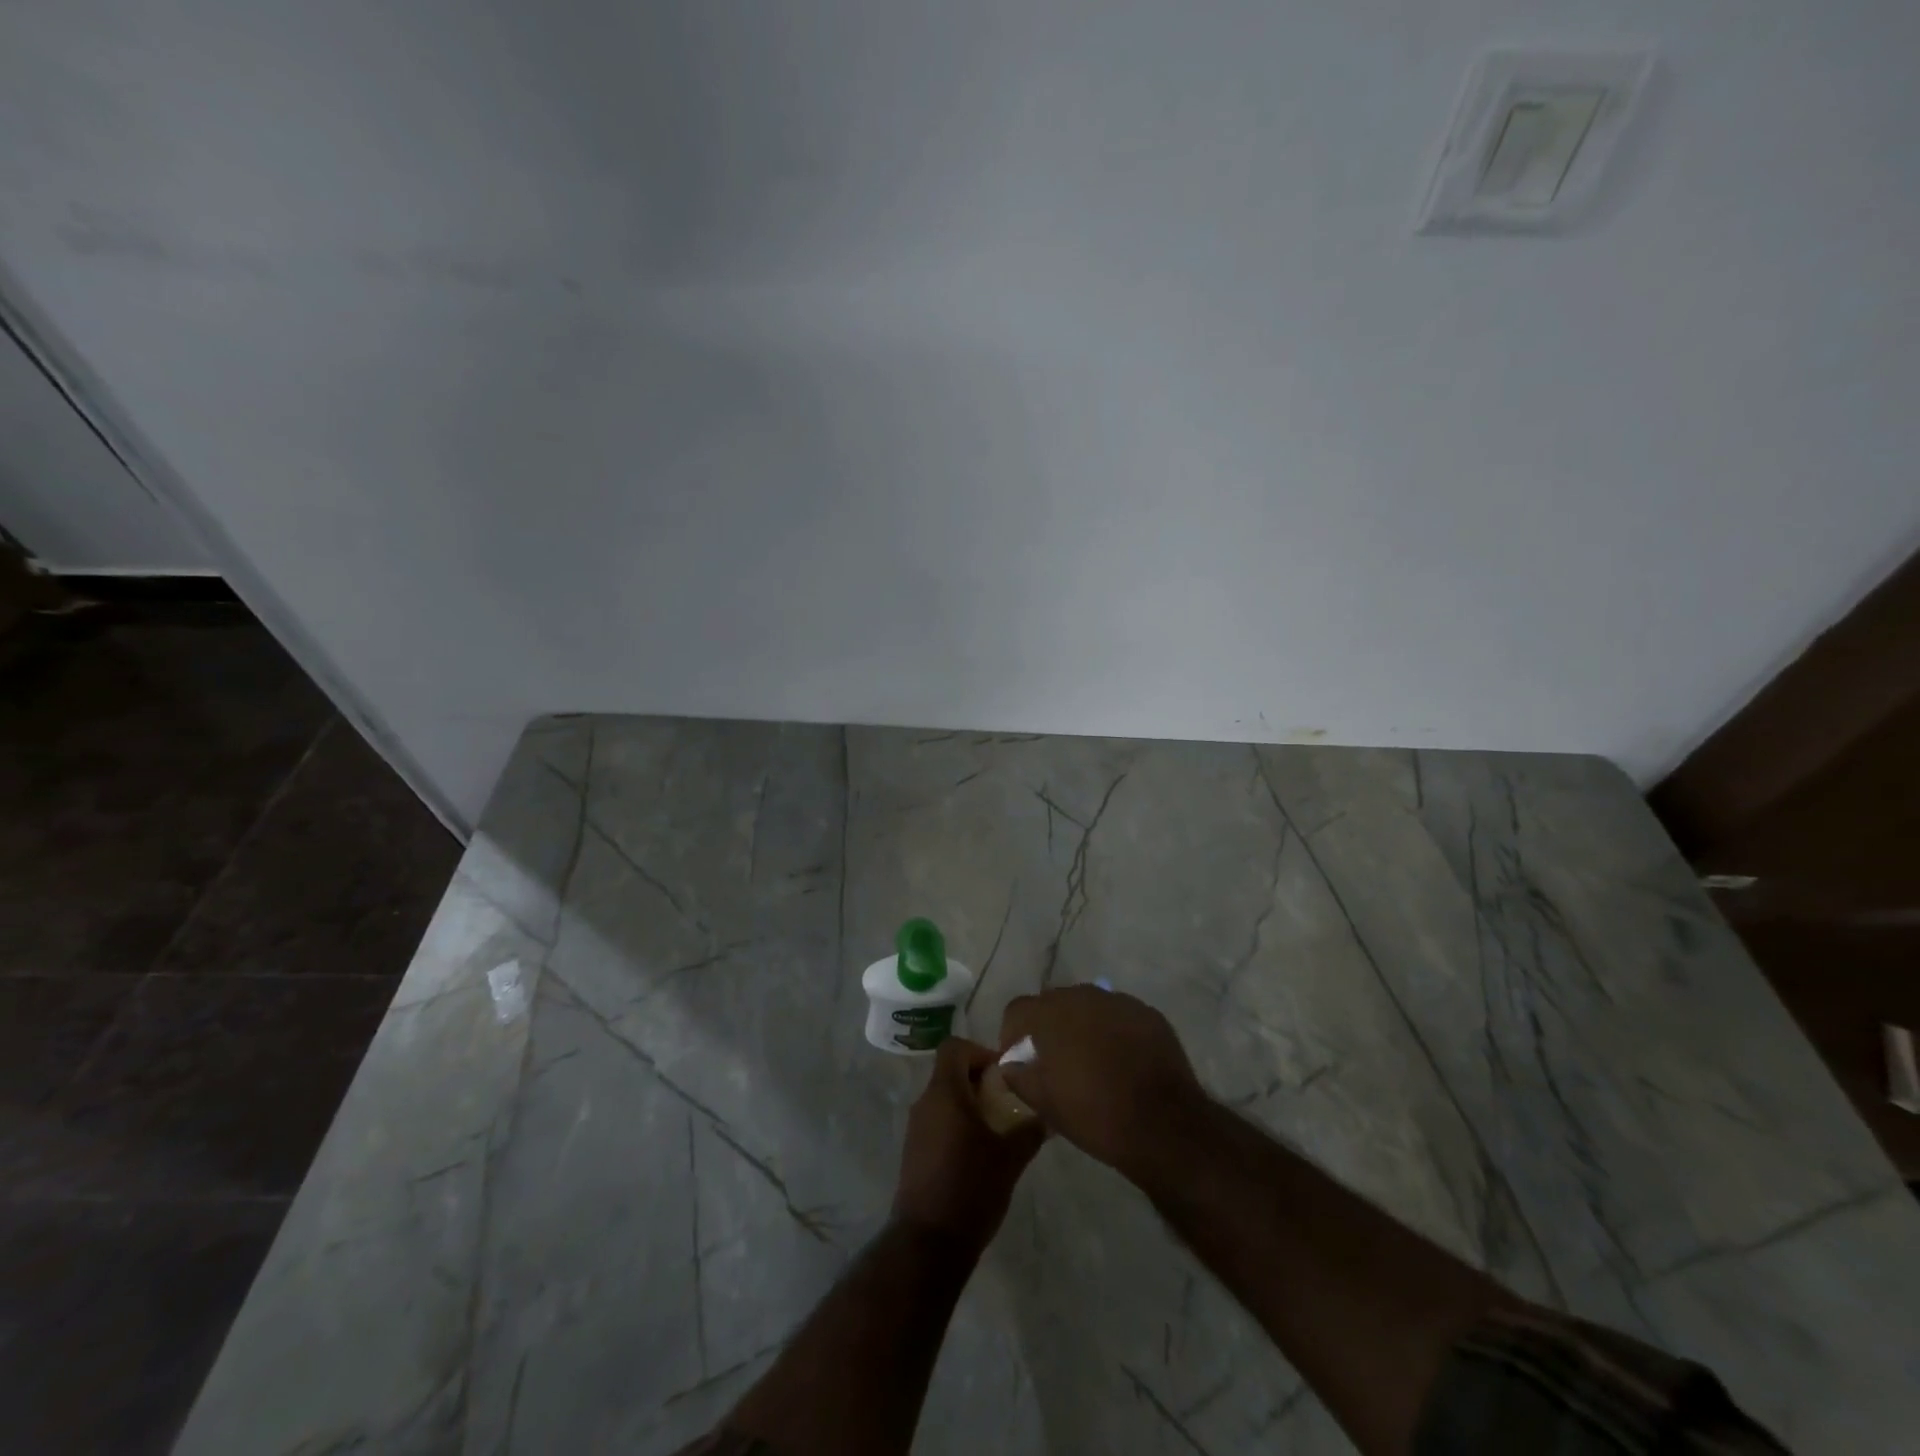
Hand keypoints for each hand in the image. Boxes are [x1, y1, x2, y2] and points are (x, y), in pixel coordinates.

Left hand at [893, 1037, 1043, 1253]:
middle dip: (979, 1081)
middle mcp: (925, 1102)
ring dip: (969, 1105)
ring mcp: (916, 1127)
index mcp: (945, 1092)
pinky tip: (979, 1153)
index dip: (980, 1051)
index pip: (955, 1046)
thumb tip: (1050, 1115)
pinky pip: (937, 1122)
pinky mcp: (914, 1151)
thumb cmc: (971, 1188)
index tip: (1003, 1074)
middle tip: (1007, 1102)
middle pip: (950, 1072)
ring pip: (944, 1098)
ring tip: (998, 1129)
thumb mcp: (1010, 1158)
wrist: (929, 1242)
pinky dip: (957, 1125)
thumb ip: (1030, 1130)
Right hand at [998, 986, 1206, 1175]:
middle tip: (1055, 1060)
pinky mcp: (1147, 1012)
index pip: (1018, 1009)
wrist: (1164, 1125)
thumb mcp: (1045, 1104)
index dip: (1013, 1033)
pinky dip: (1113, 1031)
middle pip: (1053, 1002)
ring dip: (1082, 1026)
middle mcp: (1082, 996)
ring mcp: (1118, 1001)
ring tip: (1091, 1059)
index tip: (1020, 1059)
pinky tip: (1121, 1060)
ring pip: (1088, 1006)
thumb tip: (1010, 1065)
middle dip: (1049, 1026)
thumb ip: (1019, 1076)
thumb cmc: (1095, 1116)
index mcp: (1050, 1014)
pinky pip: (1118, 1015)